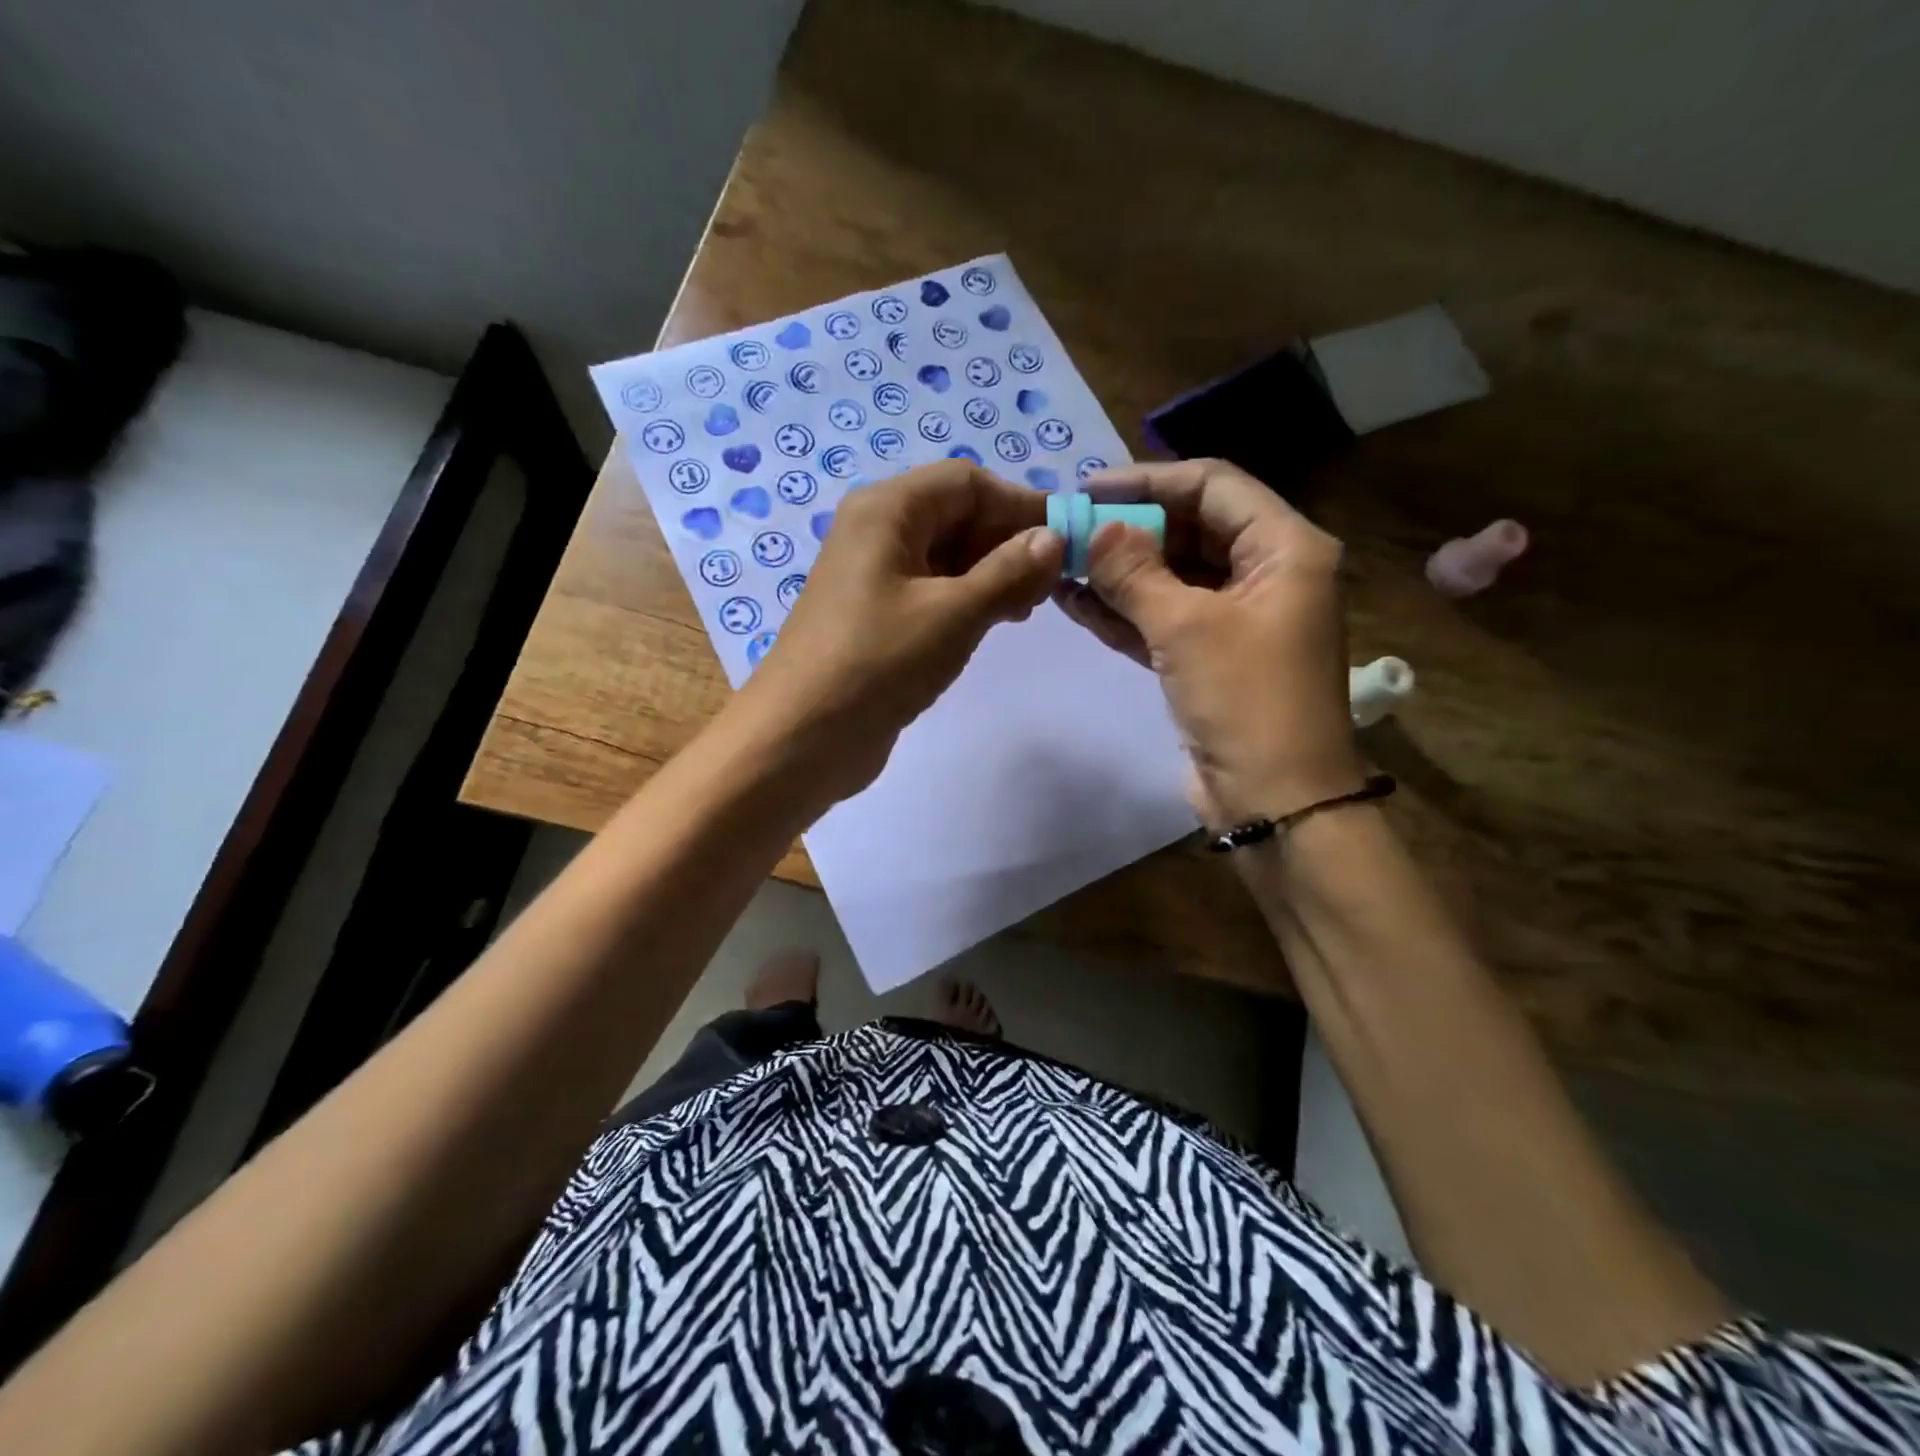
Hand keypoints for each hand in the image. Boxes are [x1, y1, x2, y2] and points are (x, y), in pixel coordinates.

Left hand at [732, 460, 1063, 804]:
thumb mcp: (953, 614)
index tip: (1068, 540)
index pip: (968, 483)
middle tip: (1049, 585)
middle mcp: (877, 531)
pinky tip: (993, 623)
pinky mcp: (876, 616)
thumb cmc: (878, 663)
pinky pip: (931, 589)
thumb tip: (1053, 539)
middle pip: (956, 515)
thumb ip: (1008, 572)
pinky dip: (966, 599)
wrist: (801, 737)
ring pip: (946, 555)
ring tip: (1026, 608)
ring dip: (991, 573)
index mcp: (887, 510)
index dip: (1021, 504)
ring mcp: (873, 576)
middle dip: (1007, 542)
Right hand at [1052, 458, 1360, 826]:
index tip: (1088, 489)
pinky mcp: (1212, 659)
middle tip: (1067, 529)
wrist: (1275, 802)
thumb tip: (1094, 530)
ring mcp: (1239, 620)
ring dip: (1119, 572)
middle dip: (1128, 529)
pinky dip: (1125, 612)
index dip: (1148, 481)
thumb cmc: (1245, 701)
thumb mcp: (1186, 627)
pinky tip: (1075, 602)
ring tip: (1059, 562)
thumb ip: (1135, 572)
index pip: (1212, 486)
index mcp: (1285, 549)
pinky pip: (1165, 619)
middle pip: (1191, 530)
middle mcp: (1267, 574)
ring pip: (1172, 577)